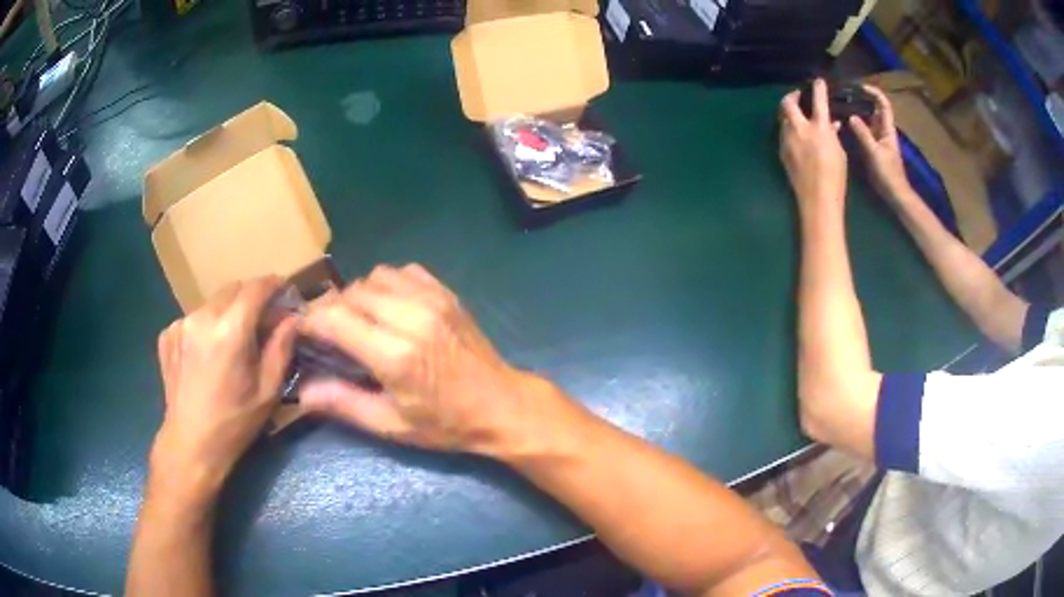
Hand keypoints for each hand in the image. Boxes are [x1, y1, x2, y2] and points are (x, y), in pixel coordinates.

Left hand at [151, 277, 296, 503]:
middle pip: (233, 289)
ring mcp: (180, 324)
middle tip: (262, 321)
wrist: (190, 444)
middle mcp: (201, 317)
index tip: (285, 292)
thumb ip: (281, 347)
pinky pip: (194, 318)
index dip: (274, 285)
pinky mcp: (167, 334)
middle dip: (251, 299)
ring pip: (213, 303)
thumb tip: (292, 317)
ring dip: (228, 314)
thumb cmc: (234, 423)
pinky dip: (207, 326)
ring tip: (233, 342)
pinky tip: (208, 353)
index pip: (256, 288)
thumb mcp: (268, 391)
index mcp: (229, 331)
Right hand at [300, 264, 533, 454]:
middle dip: (332, 308)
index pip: (334, 318)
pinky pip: (404, 271)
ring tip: (360, 320)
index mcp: (395, 355)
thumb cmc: (446, 423)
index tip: (302, 332)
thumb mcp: (392, 424)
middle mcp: (412, 317)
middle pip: (351, 292)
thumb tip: (302, 392)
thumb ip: (344, 403)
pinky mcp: (446, 293)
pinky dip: (388, 284)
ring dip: (359, 294)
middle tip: (330, 332)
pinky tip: (390, 308)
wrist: (501, 405)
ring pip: (375, 276)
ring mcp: (433, 299)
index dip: (310, 321)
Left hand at [779, 79, 847, 216]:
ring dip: (790, 114)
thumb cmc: (835, 177)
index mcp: (819, 128)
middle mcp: (800, 129)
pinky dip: (790, 129)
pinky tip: (797, 136)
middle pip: (787, 103)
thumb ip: (833, 135)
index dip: (818, 88)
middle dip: (792, 96)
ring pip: (783, 119)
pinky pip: (784, 133)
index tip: (818, 81)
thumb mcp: (840, 153)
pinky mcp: (782, 151)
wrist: (817, 199)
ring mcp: (788, 140)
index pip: (818, 100)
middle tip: (799, 96)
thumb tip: (832, 124)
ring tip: (798, 117)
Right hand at [849, 84, 912, 201]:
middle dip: (861, 100)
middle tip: (844, 95)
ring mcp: (879, 140)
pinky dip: (856, 126)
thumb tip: (852, 116)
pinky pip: (864, 132)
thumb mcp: (874, 153)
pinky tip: (844, 125)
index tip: (859, 86)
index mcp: (887, 129)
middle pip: (874, 110)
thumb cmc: (888, 174)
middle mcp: (883, 131)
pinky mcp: (874, 149)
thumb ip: (863, 133)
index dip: (873, 92)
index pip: (883, 104)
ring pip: (868, 120)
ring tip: (841, 107)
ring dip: (857, 112)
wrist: (895, 195)